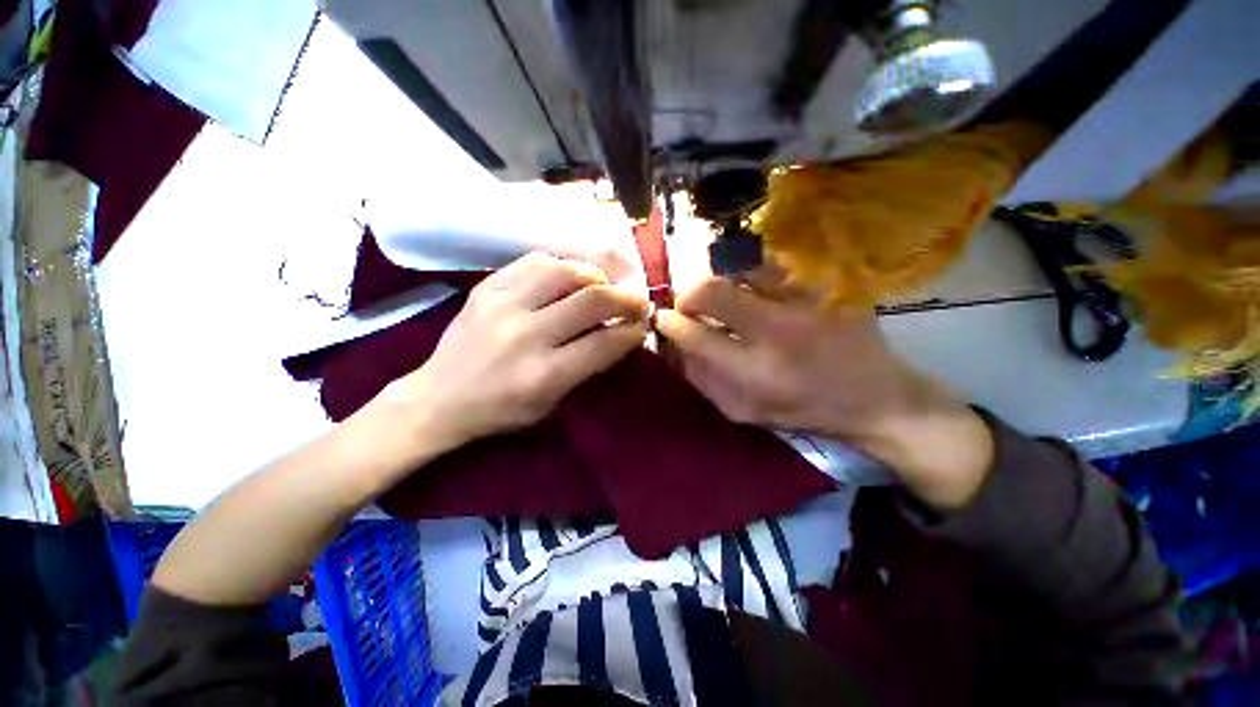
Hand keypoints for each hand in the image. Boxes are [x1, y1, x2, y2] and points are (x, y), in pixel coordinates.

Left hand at [379, 252, 648, 458]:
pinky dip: (562, 265)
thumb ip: (587, 367)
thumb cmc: (500, 411)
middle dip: (626, 297)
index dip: (633, 330)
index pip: (606, 343)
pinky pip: (534, 262)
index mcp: (544, 375)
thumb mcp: (551, 404)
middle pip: (592, 300)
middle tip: (636, 298)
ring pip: (565, 270)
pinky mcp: (486, 288)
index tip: (642, 324)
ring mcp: (503, 305)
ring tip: (605, 282)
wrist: (438, 398)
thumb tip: (618, 331)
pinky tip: (570, 274)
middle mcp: (526, 335)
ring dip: (596, 273)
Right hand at [656, 277, 993, 509]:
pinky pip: (774, 269)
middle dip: (688, 294)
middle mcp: (774, 331)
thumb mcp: (745, 412)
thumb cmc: (803, 410)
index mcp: (752, 371)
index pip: (695, 335)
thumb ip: (704, 382)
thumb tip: (675, 348)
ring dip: (719, 280)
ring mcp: (801, 303)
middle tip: (688, 304)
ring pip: (741, 271)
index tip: (662, 317)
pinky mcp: (822, 288)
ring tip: (720, 295)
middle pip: (712, 291)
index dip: (671, 322)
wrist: (875, 397)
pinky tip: (753, 289)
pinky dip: (752, 276)